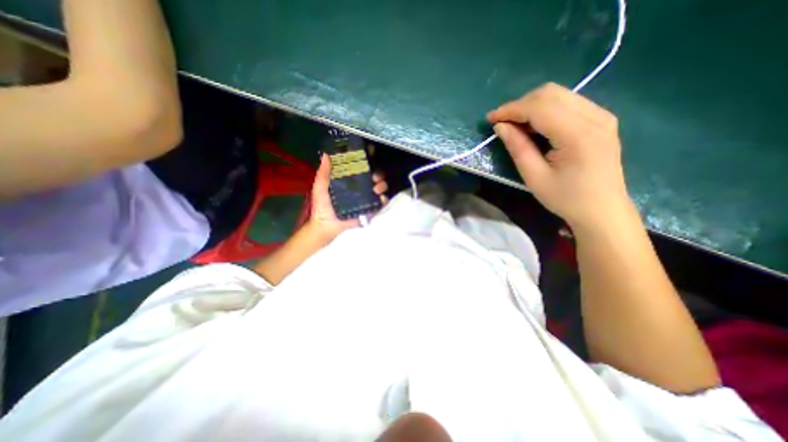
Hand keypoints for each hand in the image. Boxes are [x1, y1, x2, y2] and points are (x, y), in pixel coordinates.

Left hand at [308, 150, 386, 240]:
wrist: (326, 226)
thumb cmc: (322, 207)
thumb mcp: (320, 187)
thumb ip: (323, 173)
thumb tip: (325, 155)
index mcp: (350, 181)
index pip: (361, 168)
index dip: (367, 160)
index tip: (370, 153)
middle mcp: (360, 188)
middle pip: (374, 177)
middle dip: (378, 174)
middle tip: (374, 176)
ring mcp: (367, 199)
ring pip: (380, 188)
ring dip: (381, 185)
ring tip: (376, 188)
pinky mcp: (371, 209)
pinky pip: (381, 203)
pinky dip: (383, 199)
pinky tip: (380, 198)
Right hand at [490, 81, 632, 231]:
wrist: (602, 209)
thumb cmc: (565, 198)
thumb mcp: (534, 177)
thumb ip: (518, 148)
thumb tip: (500, 126)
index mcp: (578, 134)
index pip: (539, 108)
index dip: (511, 110)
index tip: (490, 118)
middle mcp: (594, 116)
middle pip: (550, 94)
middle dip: (520, 105)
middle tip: (502, 123)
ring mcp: (601, 115)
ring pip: (559, 95)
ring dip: (532, 106)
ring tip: (515, 125)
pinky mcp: (601, 119)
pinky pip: (568, 103)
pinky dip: (545, 110)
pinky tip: (535, 126)